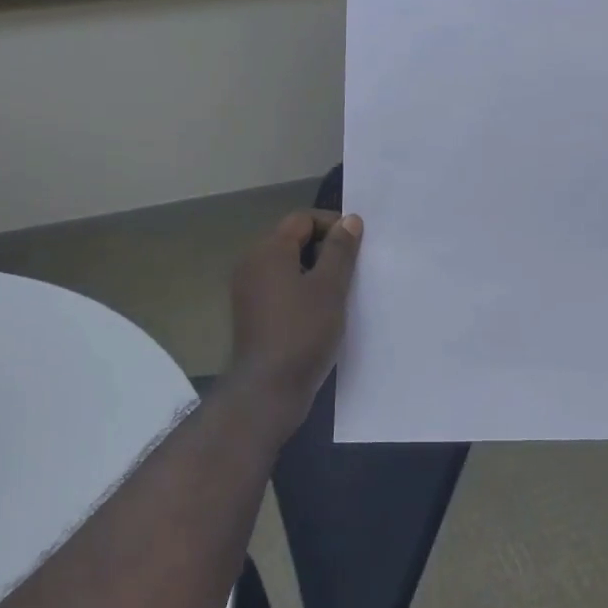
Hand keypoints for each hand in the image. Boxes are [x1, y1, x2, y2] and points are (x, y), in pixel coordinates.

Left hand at [227, 210, 362, 440]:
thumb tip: (350, 220)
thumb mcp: (330, 287)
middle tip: (354, 267)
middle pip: (293, 239)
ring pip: (288, 264)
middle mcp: (252, 263)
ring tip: (343, 289)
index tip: (358, 244)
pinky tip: (323, 308)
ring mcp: (249, 290)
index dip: (332, 225)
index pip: (302, 219)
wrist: (269, 389)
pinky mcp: (253, 312)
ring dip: (315, 269)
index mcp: (268, 250)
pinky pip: (281, 286)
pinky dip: (302, 288)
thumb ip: (341, 250)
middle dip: (325, 247)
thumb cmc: (302, 331)